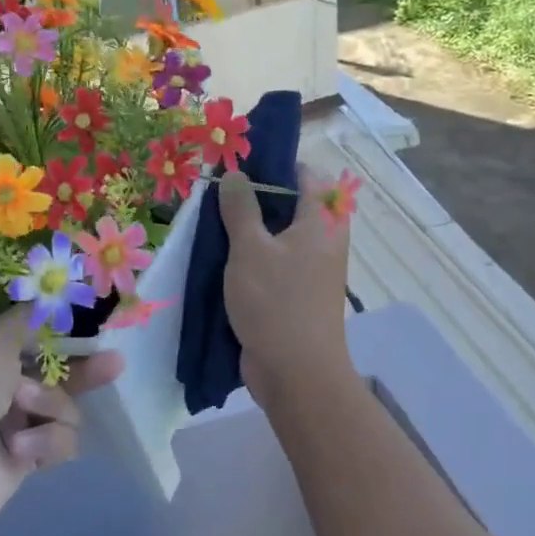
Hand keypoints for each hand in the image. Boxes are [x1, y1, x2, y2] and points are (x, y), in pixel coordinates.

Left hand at [0, 306, 124, 535]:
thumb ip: (29, 319)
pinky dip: (45, 441)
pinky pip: (59, 440)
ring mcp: (9, 422)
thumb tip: (48, 295)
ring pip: (62, 406)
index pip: (28, 334)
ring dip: (50, 404)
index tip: (90, 324)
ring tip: (22, 409)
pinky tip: (20, 448)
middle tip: (113, 362)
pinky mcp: (24, 458)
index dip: (60, 331)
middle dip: (83, 368)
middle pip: (53, 371)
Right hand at [219, 167, 352, 402]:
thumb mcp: (250, 249)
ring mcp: (310, 270)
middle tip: (217, 193)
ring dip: (249, 230)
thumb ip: (241, 208)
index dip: (274, 164)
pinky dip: (251, 257)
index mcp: (322, 221)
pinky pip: (273, 263)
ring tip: (212, 222)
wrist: (296, 373)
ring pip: (278, 236)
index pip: (306, 175)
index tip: (239, 163)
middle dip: (255, 197)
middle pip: (291, 205)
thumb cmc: (276, 302)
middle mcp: (322, 241)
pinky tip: (220, 257)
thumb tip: (235, 174)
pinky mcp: (295, 294)